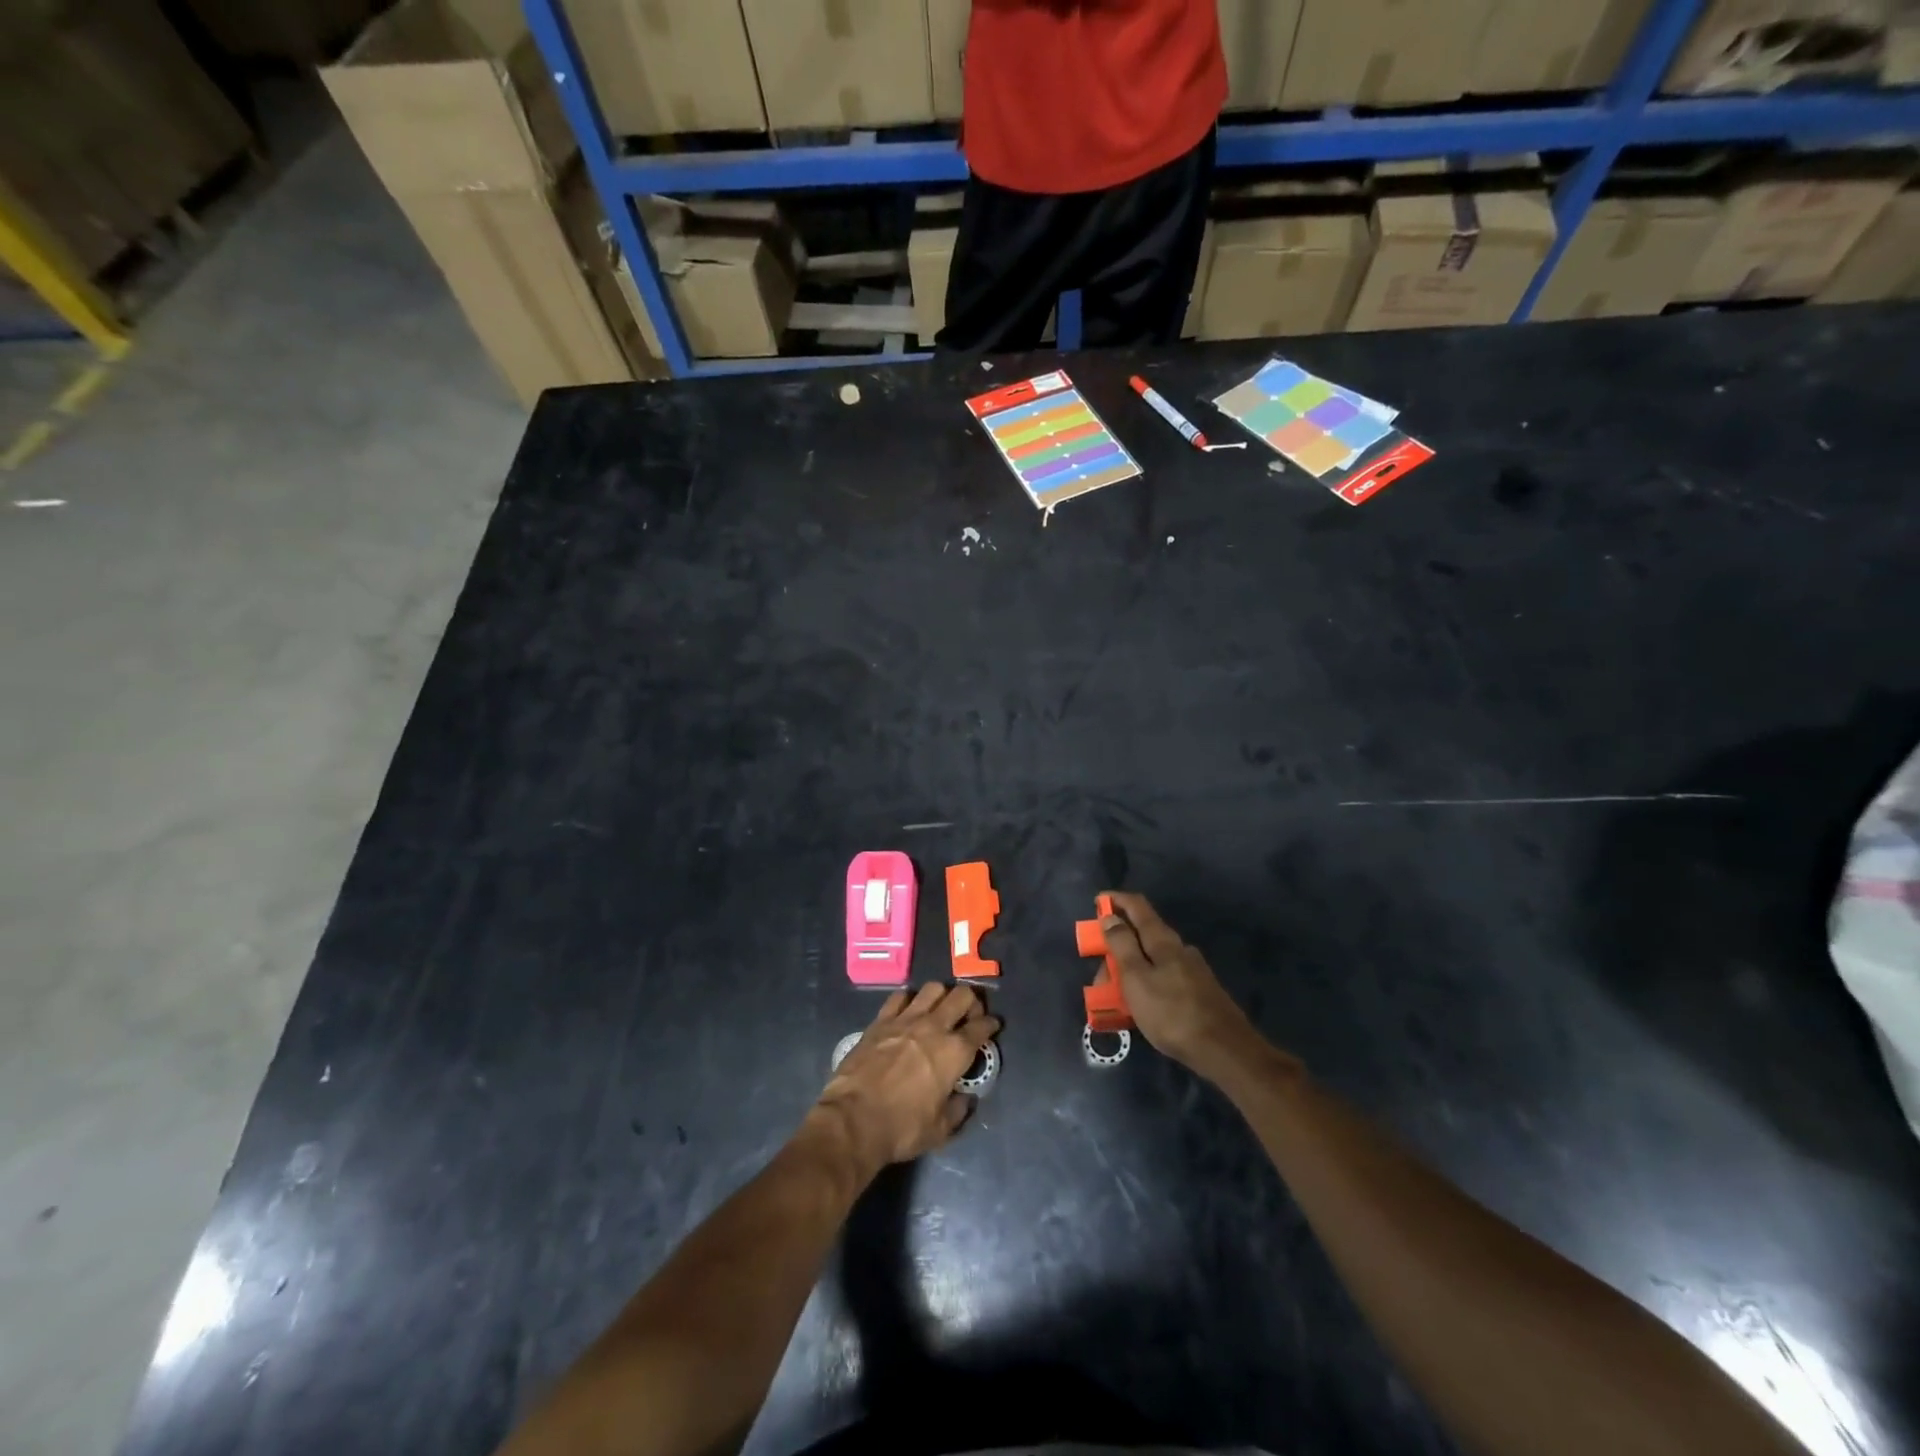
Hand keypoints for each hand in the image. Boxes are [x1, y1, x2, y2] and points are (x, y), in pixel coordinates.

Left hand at [816, 983, 1000, 1173]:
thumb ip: (958, 1110)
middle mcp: (934, 1027)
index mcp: (954, 1052)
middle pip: (962, 995)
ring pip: (933, 988)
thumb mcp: (940, 1130)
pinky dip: (909, 1000)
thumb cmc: (902, 1128)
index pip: (981, 1027)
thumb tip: (964, 1098)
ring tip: (940, 1008)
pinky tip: (908, 1011)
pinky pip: (900, 997)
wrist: (853, 1120)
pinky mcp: (881, 1020)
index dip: (991, 1024)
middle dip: (972, 1001)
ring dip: (942, 995)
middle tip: (969, 1014)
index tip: (993, 1025)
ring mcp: (906, 1019)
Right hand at [1100, 892, 1253, 1067]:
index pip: (1137, 906)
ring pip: (1153, 960)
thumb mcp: (1136, 979)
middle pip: (1143, 936)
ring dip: (1130, 970)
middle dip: (1117, 949)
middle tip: (1100, 976)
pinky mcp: (1200, 991)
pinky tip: (1143, 1008)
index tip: (1097, 903)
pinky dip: (1146, 985)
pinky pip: (1164, 979)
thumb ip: (1122, 946)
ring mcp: (1193, 970)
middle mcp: (1180, 949)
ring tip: (1116, 999)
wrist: (1225, 1050)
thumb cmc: (1172, 1013)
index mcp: (1163, 941)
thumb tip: (1110, 917)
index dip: (1116, 900)